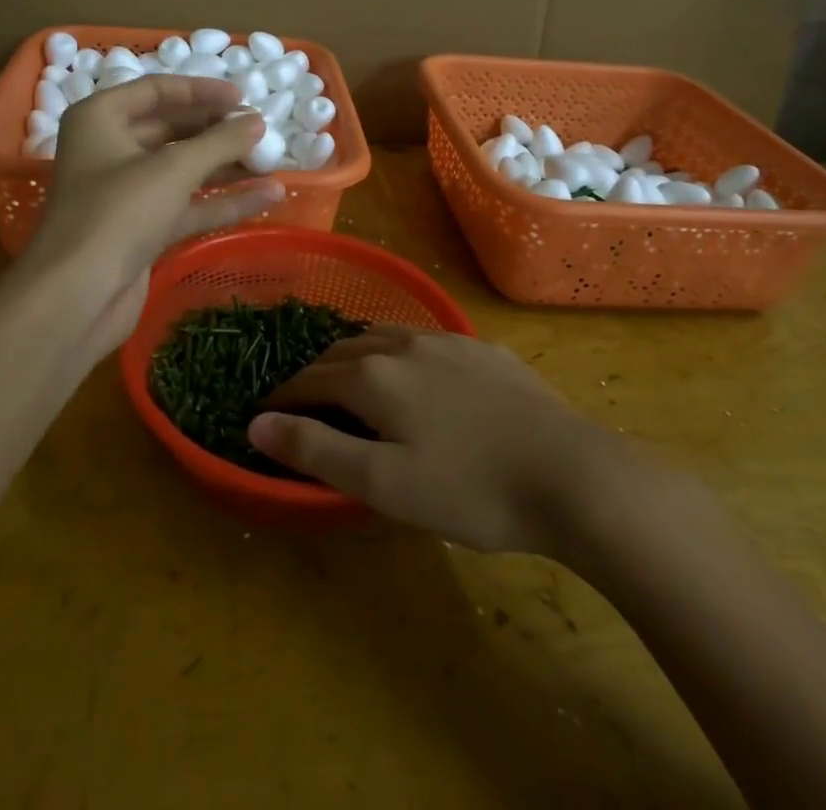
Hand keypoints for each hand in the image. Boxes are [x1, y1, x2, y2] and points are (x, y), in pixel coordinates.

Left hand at [23, 76, 283, 350]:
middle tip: (260, 130)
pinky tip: (266, 197)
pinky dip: (222, 200)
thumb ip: (220, 141)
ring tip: (272, 161)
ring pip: (182, 169)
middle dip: (217, 130)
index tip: (243, 98)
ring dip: (225, 166)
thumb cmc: (118, 213)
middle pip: (171, 128)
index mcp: (101, 118)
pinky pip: (187, 204)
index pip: (157, 90)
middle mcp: (109, 149)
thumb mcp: (173, 169)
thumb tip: (258, 121)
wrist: (77, 298)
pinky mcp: (141, 229)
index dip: (202, 91)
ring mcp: (125, 192)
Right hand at [249, 329, 622, 553]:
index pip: (311, 379)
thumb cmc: (469, 488)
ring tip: (352, 380)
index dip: (283, 397)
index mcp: (374, 375)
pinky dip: (400, 354)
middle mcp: (404, 343)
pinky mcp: (484, 349)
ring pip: (384, 337)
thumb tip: (256, 424)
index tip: (265, 414)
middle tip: (305, 402)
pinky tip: (417, 375)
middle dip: (316, 373)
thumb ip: (315, 449)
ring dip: (357, 356)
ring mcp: (448, 340)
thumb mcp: (383, 483)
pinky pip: (425, 341)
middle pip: (344, 351)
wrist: (570, 473)